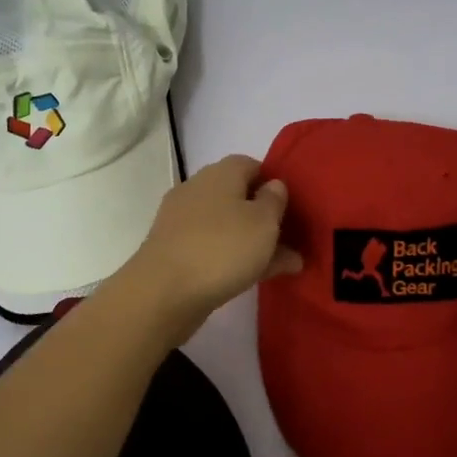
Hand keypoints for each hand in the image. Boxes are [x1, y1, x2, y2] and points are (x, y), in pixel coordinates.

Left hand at [118, 155, 302, 340]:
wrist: (163, 292)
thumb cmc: (222, 249)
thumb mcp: (263, 222)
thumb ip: (274, 201)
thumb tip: (273, 185)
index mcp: (220, 174)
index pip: (250, 164)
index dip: (273, 182)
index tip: (292, 205)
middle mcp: (198, 191)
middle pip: (238, 197)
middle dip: (265, 217)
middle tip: (293, 239)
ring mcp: (183, 223)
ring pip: (228, 226)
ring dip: (254, 242)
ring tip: (286, 264)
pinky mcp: (175, 252)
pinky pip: (213, 248)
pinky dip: (234, 258)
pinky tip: (257, 277)